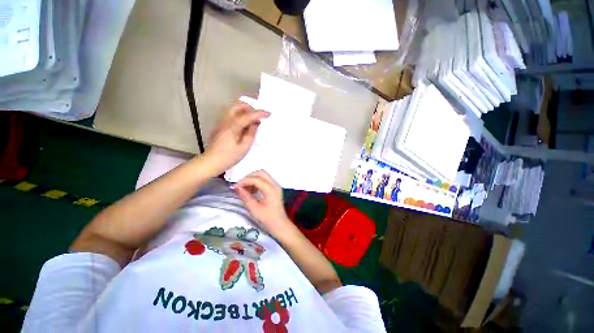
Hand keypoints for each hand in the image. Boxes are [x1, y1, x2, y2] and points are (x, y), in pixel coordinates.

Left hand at [204, 101, 269, 172]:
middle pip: (237, 105)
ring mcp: (222, 122)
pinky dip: (240, 115)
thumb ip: (251, 133)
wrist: (212, 161)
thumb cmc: (229, 156)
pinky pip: (231, 114)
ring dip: (245, 110)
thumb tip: (256, 124)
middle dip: (250, 107)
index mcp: (233, 126)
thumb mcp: (244, 147)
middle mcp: (226, 120)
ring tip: (253, 119)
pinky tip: (245, 124)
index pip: (248, 115)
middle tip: (259, 115)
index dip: (259, 113)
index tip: (269, 113)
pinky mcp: (221, 125)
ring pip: (234, 109)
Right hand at [234, 170, 295, 236]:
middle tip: (240, 185)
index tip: (235, 187)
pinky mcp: (274, 188)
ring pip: (263, 175)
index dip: (244, 181)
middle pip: (261, 173)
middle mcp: (275, 185)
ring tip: (244, 189)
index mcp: (271, 190)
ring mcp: (276, 186)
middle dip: (249, 177)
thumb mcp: (255, 209)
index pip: (256, 179)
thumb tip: (237, 188)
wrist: (280, 224)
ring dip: (253, 179)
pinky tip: (251, 190)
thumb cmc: (268, 219)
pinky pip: (265, 180)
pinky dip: (257, 182)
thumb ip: (246, 197)